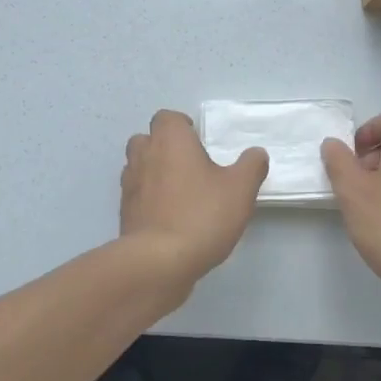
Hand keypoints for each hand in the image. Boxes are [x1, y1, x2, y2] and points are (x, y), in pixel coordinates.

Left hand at [120, 110, 267, 292]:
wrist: (158, 262)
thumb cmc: (201, 215)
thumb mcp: (240, 189)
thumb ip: (251, 166)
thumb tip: (256, 153)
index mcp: (170, 140)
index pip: (167, 118)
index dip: (182, 126)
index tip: (198, 141)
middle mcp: (144, 156)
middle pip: (147, 139)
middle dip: (164, 147)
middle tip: (190, 165)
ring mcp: (130, 185)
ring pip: (138, 166)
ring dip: (154, 172)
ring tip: (180, 192)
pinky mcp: (124, 213)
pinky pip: (136, 195)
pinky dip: (148, 199)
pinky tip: (169, 217)